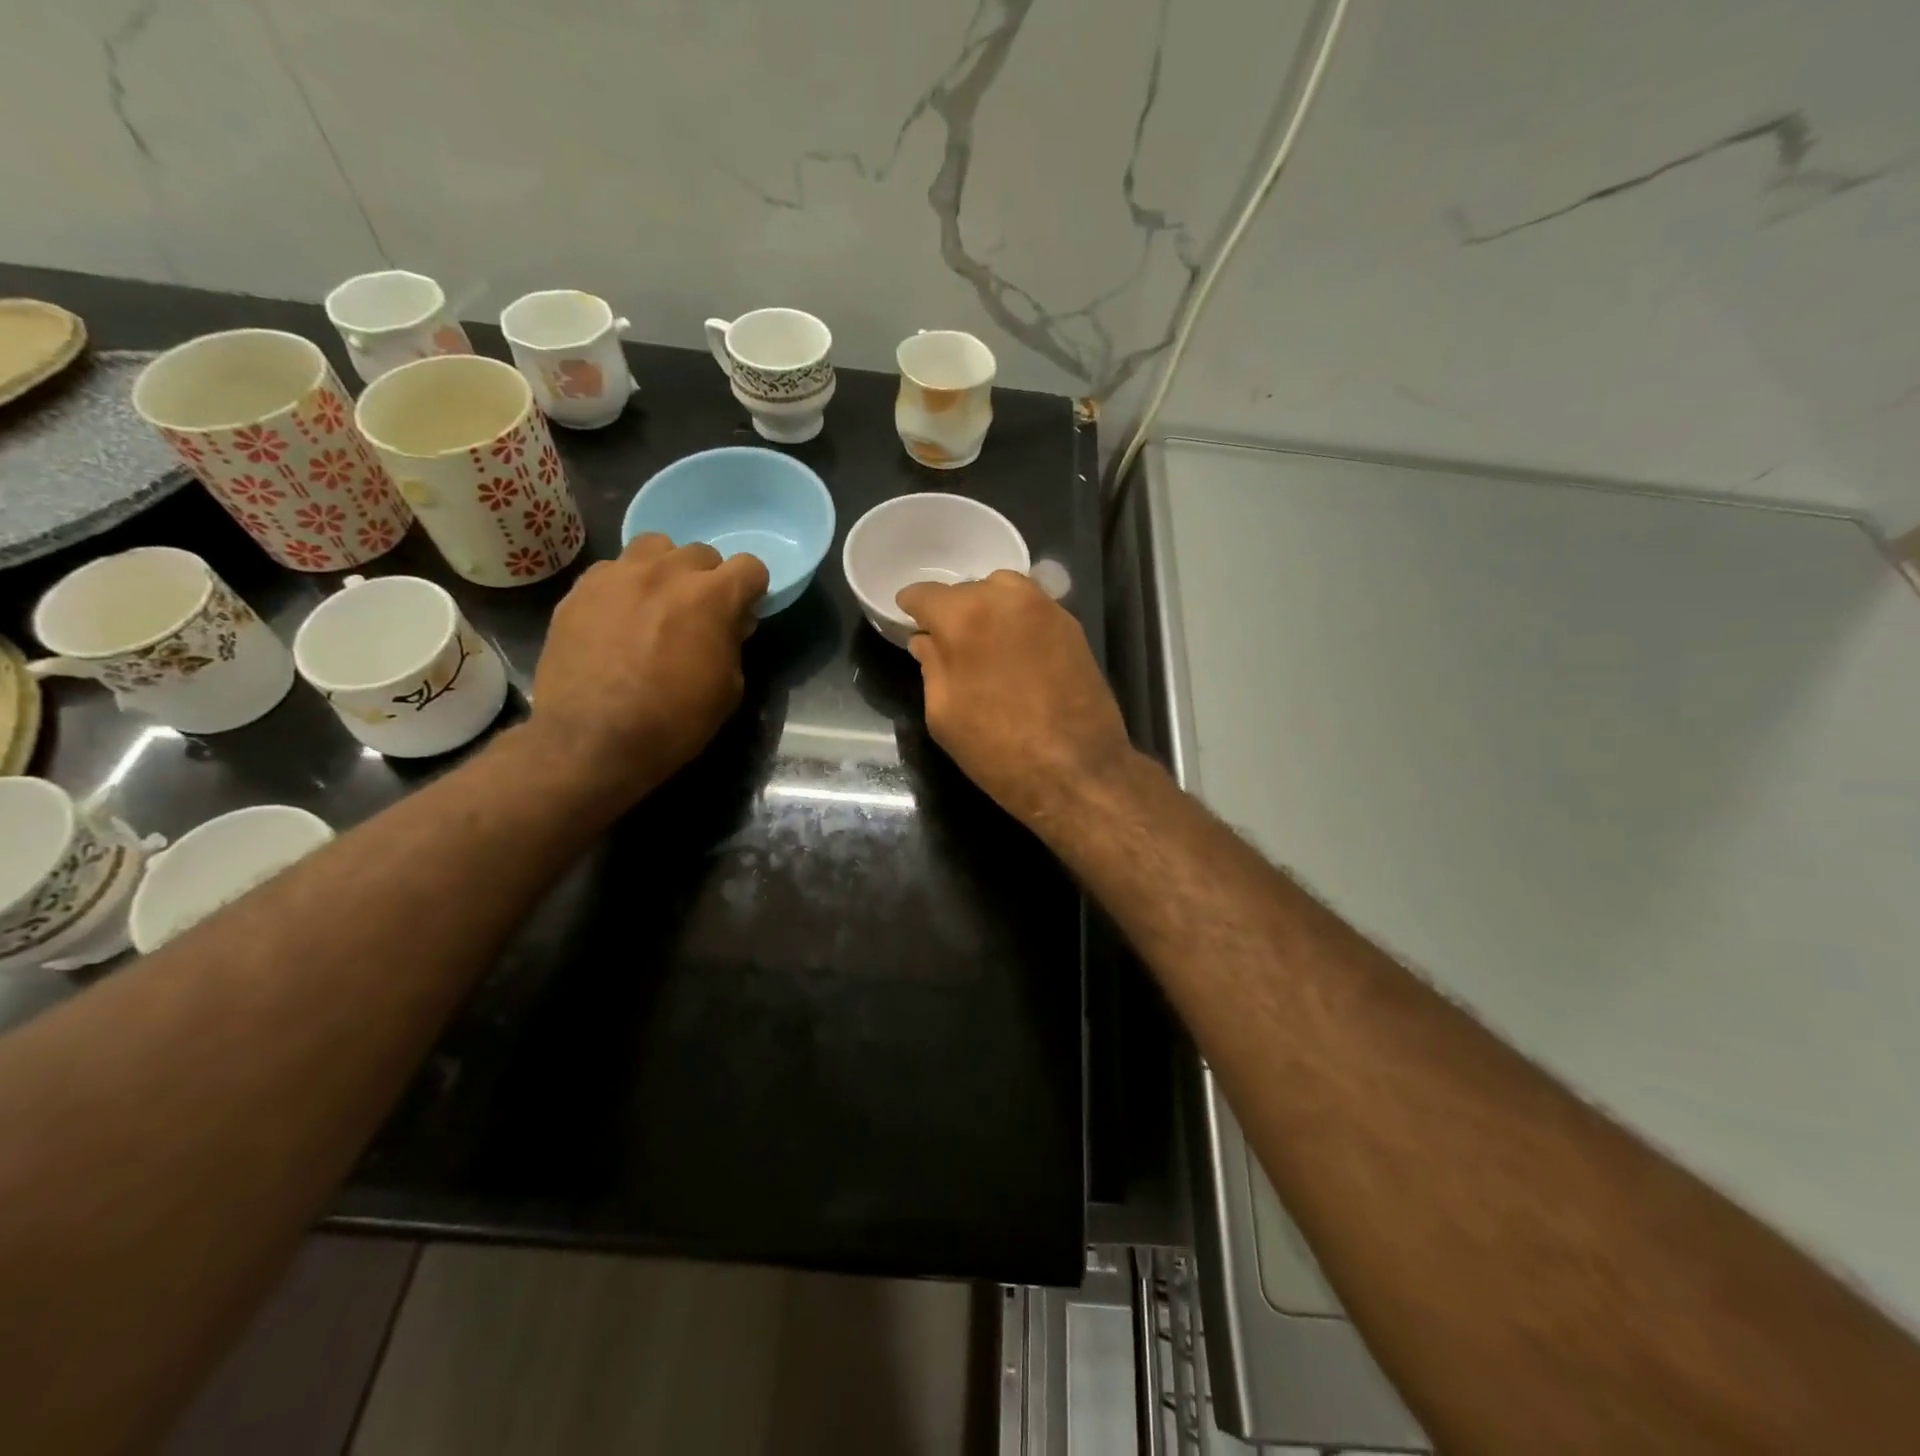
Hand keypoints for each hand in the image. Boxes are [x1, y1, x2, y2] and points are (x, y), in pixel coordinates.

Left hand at [529, 534, 767, 801]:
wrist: (591, 741)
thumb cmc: (673, 721)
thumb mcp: (728, 689)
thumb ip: (732, 643)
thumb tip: (729, 624)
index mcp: (711, 597)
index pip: (749, 566)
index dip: (752, 589)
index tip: (744, 612)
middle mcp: (666, 572)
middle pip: (701, 553)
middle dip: (708, 579)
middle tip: (699, 612)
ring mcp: (617, 576)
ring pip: (653, 548)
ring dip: (665, 570)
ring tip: (656, 602)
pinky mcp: (579, 590)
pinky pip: (612, 571)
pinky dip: (624, 587)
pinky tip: (617, 619)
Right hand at [895, 571, 1133, 829]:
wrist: (1078, 771)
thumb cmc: (999, 749)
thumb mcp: (944, 715)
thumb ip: (931, 666)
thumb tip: (927, 640)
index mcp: (965, 617)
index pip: (926, 595)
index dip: (912, 607)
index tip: (907, 619)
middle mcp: (1007, 598)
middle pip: (967, 589)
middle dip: (953, 610)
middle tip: (947, 641)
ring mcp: (1046, 609)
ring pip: (1004, 591)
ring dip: (988, 608)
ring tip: (983, 642)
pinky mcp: (1073, 627)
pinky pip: (1033, 609)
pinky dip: (1017, 620)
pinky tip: (1015, 651)